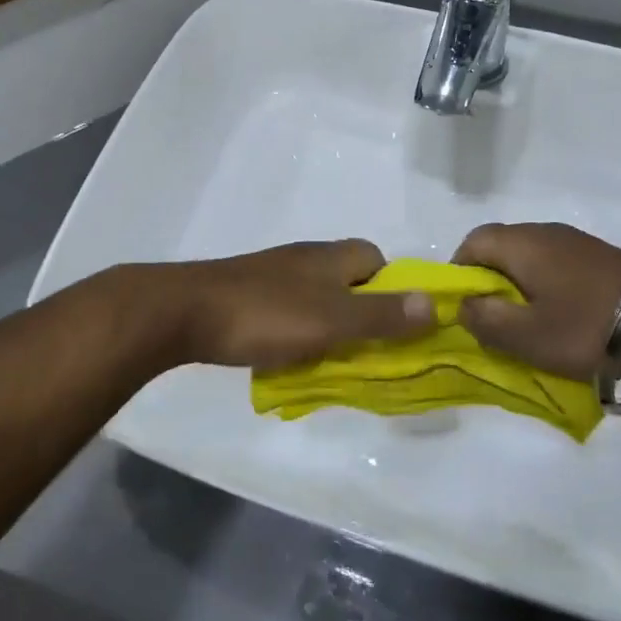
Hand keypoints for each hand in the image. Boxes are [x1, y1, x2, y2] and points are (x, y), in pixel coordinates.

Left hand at [159, 240, 431, 371]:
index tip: (395, 325)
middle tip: (367, 354)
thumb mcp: (334, 320)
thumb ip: (382, 315)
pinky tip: (290, 359)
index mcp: (331, 257)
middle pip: (349, 281)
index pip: (377, 259)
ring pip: (318, 299)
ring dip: (330, 328)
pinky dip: (298, 333)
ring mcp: (275, 276)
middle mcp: (306, 259)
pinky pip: (289, 312)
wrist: (186, 311)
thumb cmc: (267, 314)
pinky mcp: (249, 294)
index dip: (393, 288)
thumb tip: (434, 303)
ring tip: (331, 363)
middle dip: (363, 314)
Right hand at [453, 222, 620, 380]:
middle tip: (494, 322)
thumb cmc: (586, 327)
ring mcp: (575, 242)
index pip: (471, 242)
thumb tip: (464, 305)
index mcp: (520, 244)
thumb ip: (485, 320)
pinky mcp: (599, 257)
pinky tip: (563, 320)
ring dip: (520, 288)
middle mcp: (543, 232)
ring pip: (529, 258)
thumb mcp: (526, 336)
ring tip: (529, 326)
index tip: (464, 308)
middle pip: (500, 248)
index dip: (458, 272)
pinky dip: (547, 289)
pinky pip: (556, 266)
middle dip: (489, 283)